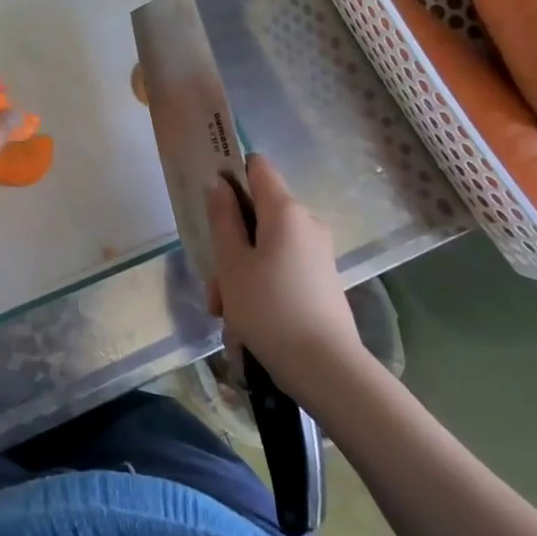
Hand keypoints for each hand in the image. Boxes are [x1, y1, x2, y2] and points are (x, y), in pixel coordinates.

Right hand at [206, 154, 366, 393]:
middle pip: (257, 214)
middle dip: (230, 243)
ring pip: (265, 247)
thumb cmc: (269, 308)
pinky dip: (260, 285)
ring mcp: (317, 252)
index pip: (258, 167)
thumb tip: (220, 185)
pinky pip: (281, 267)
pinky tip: (246, 321)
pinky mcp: (321, 279)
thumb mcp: (232, 263)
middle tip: (215, 285)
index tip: (211, 200)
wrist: (326, 368)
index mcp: (286, 211)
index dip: (232, 174)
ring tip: (227, 313)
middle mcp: (307, 223)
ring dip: (240, 272)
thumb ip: (222, 219)